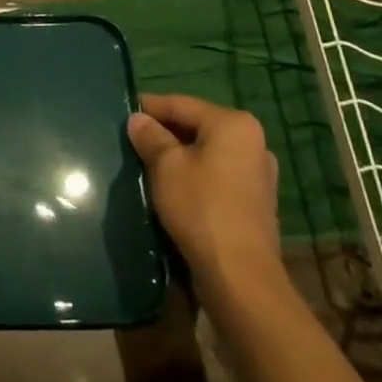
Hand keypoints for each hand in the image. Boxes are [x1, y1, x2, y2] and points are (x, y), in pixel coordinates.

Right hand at [127, 95, 283, 300]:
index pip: (181, 104)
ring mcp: (258, 174)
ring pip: (206, 153)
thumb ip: (150, 136)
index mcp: (234, 124)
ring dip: (178, 156)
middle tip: (132, 141)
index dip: (149, 107)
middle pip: (196, 127)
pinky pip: (216, 176)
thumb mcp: (165, 166)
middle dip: (164, 133)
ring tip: (147, 164)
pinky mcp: (255, 203)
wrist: (240, 277)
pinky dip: (194, 176)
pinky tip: (172, 188)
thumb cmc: (201, 207)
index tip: (123, 113)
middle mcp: (253, 143)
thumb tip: (137, 119)